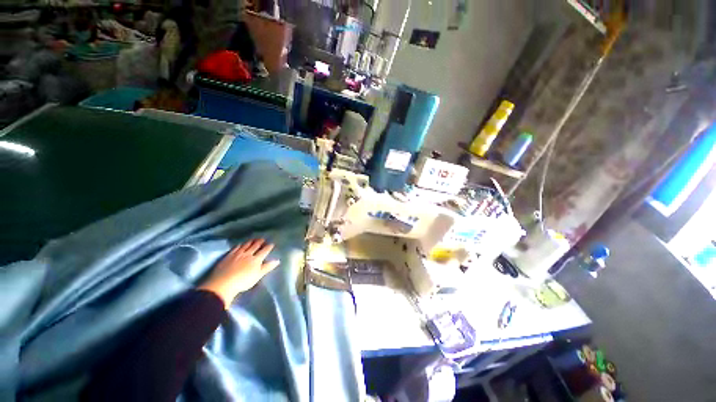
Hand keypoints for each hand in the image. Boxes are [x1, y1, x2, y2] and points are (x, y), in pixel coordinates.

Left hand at [199, 239, 279, 307]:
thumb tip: (277, 260)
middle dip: (260, 242)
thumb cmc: (243, 282)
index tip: (271, 244)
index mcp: (256, 259)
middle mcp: (248, 254)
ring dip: (251, 241)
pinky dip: (240, 245)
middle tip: (263, 239)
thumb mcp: (258, 275)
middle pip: (255, 246)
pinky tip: (240, 244)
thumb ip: (267, 267)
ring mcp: (238, 254)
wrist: (223, 283)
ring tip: (253, 239)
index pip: (264, 251)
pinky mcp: (229, 255)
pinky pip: (236, 248)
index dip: (268, 247)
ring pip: (246, 245)